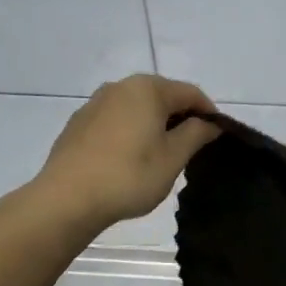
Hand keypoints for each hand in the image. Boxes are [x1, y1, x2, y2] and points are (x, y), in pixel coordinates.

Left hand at [32, 75, 221, 231]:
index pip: (191, 93)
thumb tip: (210, 123)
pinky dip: (132, 132)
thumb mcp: (173, 158)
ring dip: (155, 125)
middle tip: (192, 149)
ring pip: (138, 108)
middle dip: (181, 118)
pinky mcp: (79, 123)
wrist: (67, 199)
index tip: (218, 138)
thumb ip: (196, 134)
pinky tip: (131, 159)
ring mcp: (95, 103)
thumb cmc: (129, 176)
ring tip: (162, 156)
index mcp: (148, 89)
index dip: (210, 114)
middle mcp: (120, 86)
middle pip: (163, 96)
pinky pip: (117, 120)